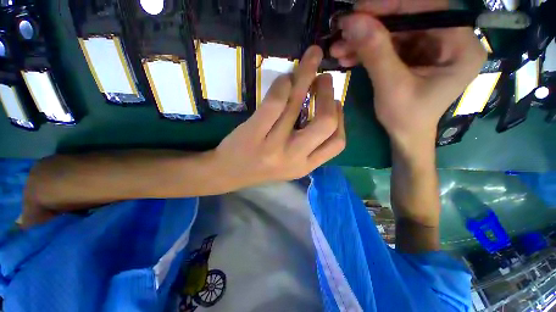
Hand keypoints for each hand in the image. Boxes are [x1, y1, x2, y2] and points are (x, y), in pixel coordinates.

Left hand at [213, 46, 344, 187]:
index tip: (336, 103)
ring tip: (310, 60)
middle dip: (329, 95)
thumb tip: (325, 109)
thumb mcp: (291, 163)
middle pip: (325, 123)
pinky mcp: (254, 133)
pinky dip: (283, 84)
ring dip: (307, 76)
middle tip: (325, 78)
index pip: (337, 143)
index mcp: (306, 166)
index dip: (341, 119)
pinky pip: (275, 103)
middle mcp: (294, 158)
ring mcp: (273, 146)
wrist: (229, 173)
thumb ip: (309, 144)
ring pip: (297, 105)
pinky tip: (285, 79)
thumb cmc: (261, 167)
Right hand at [330, 0, 485, 149]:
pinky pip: (388, 44)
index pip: (427, 9)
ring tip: (337, 48)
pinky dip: (366, 50)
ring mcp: (430, 46)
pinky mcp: (414, 54)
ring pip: (393, 31)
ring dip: (362, 40)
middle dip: (371, 26)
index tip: (358, 9)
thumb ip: (375, 53)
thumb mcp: (391, 87)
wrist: (405, 134)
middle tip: (342, 29)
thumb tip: (353, 21)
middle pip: (407, 19)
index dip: (391, 5)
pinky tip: (347, 56)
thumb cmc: (406, 117)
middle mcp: (450, 39)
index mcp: (461, 46)